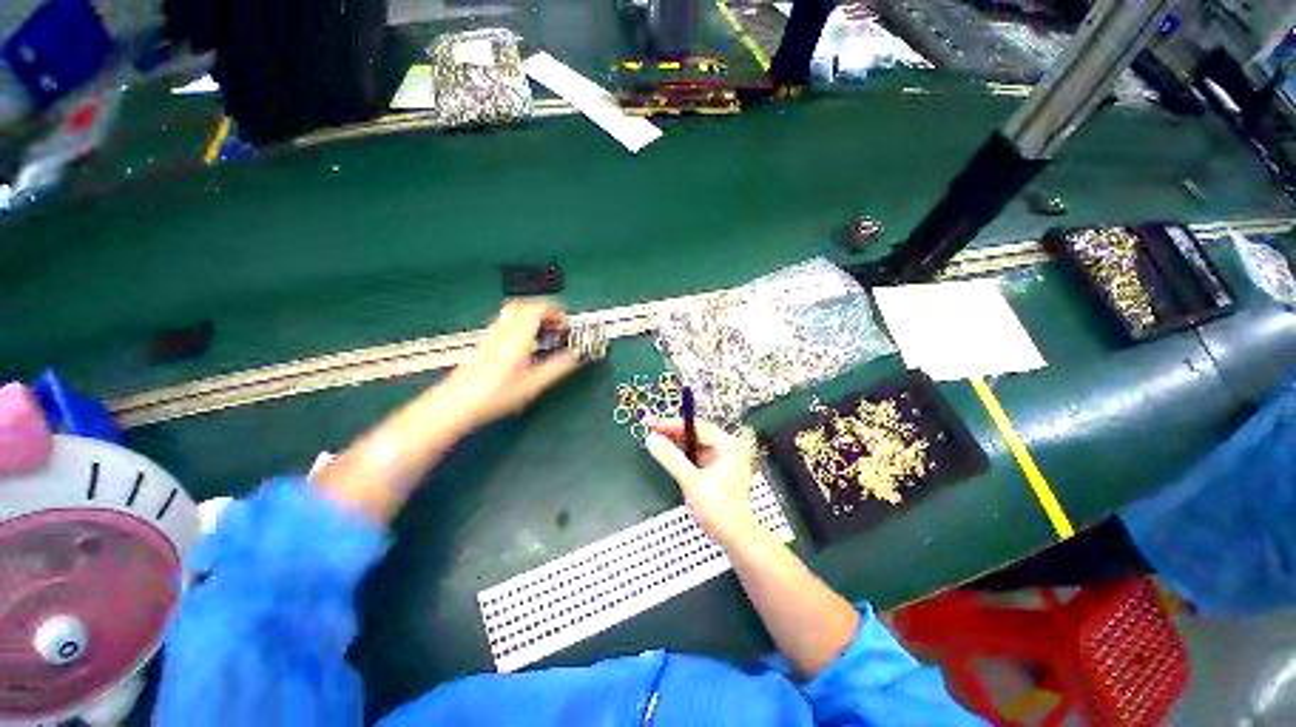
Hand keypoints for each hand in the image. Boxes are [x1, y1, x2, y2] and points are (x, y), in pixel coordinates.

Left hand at [444, 300, 580, 429]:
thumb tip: (575, 357)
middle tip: (557, 324)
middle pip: (524, 305)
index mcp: (518, 336)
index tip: (566, 322)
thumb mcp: (534, 384)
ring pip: (513, 313)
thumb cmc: (493, 395)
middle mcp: (503, 331)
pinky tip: (526, 343)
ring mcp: (492, 336)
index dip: (556, 311)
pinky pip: (506, 323)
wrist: (458, 404)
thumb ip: (558, 368)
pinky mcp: (486, 343)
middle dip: (544, 311)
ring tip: (544, 332)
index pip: (538, 308)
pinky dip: (521, 325)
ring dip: (532, 316)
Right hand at [646, 418, 761, 545]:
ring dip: (676, 446)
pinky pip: (695, 457)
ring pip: (693, 446)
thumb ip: (671, 459)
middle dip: (673, 434)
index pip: (697, 427)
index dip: (673, 425)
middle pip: (695, 434)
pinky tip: (669, 457)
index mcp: (728, 446)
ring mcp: (722, 460)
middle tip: (652, 432)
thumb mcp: (691, 482)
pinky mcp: (715, 470)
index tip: (654, 424)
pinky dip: (682, 457)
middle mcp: (727, 449)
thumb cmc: (721, 511)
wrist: (735, 537)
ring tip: (657, 443)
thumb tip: (654, 441)